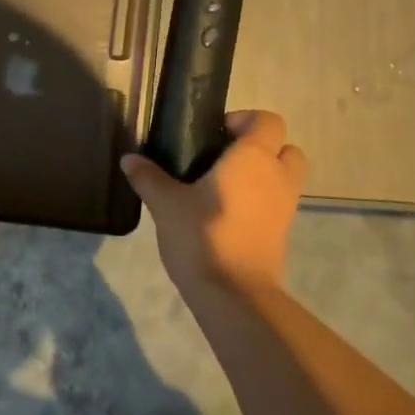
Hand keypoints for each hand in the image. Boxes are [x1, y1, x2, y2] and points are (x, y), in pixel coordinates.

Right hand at [121, 110, 305, 292]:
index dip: (244, 120)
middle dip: (261, 147)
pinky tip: (227, 213)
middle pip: (286, 147)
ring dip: (264, 174)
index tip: (214, 134)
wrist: (234, 294)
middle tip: (224, 158)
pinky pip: (278, 203)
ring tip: (223, 186)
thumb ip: (148, 177)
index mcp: (254, 157)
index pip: (268, 120)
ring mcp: (285, 206)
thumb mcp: (165, 204)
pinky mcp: (283, 233)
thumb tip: (129, 159)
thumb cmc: (202, 235)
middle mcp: (277, 176)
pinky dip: (261, 200)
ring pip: (285, 176)